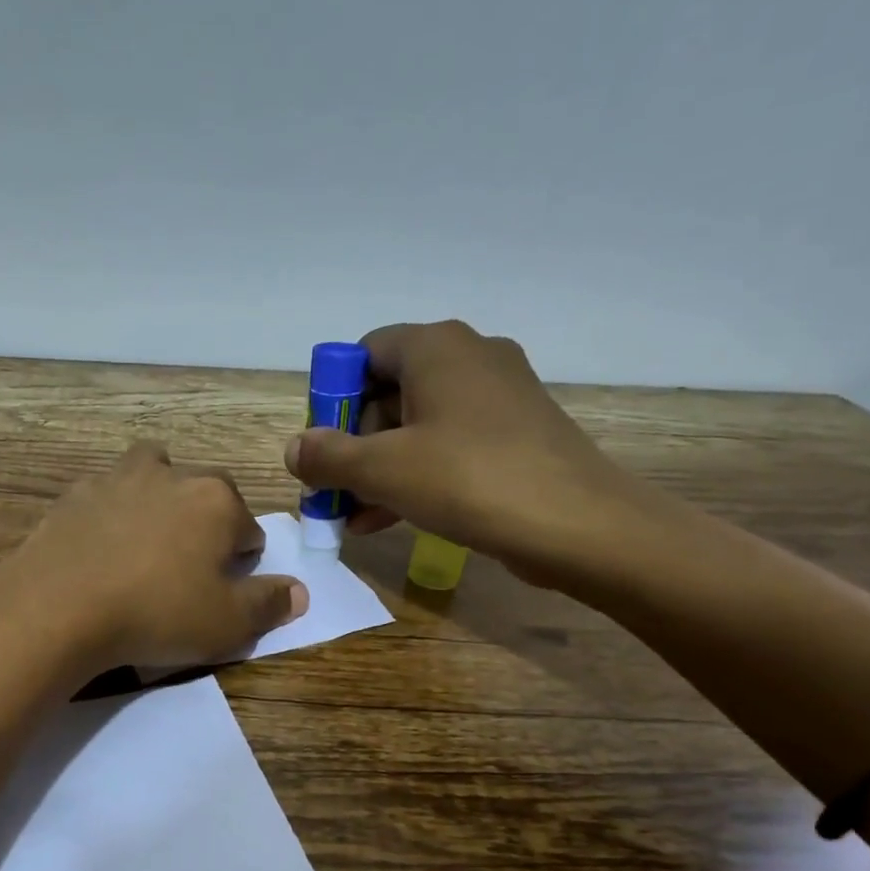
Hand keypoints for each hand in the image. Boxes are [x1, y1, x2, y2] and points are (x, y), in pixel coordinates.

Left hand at [0, 442, 306, 672]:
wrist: (59, 607)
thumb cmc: (157, 613)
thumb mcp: (228, 624)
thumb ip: (269, 604)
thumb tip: (299, 592)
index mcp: (217, 501)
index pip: (249, 527)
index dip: (243, 560)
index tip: (226, 589)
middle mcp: (171, 476)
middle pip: (204, 493)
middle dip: (205, 523)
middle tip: (188, 569)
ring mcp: (116, 479)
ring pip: (152, 475)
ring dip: (158, 499)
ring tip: (147, 543)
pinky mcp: (73, 496)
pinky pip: (104, 497)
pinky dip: (111, 515)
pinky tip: (100, 551)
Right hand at [283, 319, 666, 589]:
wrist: (575, 523)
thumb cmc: (467, 480)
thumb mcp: (382, 469)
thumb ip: (329, 457)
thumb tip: (294, 448)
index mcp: (435, 347)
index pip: (365, 353)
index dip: (333, 398)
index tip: (321, 446)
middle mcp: (470, 357)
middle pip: (390, 392)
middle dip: (354, 445)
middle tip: (335, 490)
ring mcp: (499, 396)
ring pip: (418, 426)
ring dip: (380, 469)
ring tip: (355, 517)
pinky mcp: (517, 434)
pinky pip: (450, 446)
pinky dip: (417, 475)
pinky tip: (391, 518)